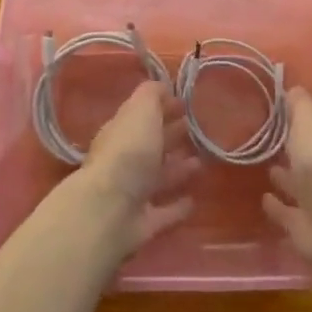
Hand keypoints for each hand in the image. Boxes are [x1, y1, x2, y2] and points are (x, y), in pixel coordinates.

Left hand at [80, 81, 201, 255]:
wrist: (111, 210)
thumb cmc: (129, 152)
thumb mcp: (141, 111)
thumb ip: (151, 95)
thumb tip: (162, 87)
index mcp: (121, 132)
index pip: (142, 116)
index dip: (161, 108)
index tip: (185, 103)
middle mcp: (125, 162)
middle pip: (150, 146)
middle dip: (171, 136)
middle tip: (196, 129)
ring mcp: (133, 194)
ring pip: (158, 178)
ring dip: (177, 170)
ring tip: (201, 162)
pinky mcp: (143, 224)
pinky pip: (164, 213)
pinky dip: (177, 207)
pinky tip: (194, 201)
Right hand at [262, 90, 311, 270]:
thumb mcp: (310, 119)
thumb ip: (300, 104)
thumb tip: (292, 89)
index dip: (297, 115)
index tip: (274, 109)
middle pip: (308, 154)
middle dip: (291, 147)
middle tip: (264, 138)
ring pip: (299, 184)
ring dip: (285, 177)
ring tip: (264, 167)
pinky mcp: (305, 226)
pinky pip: (287, 212)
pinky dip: (277, 206)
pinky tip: (263, 198)